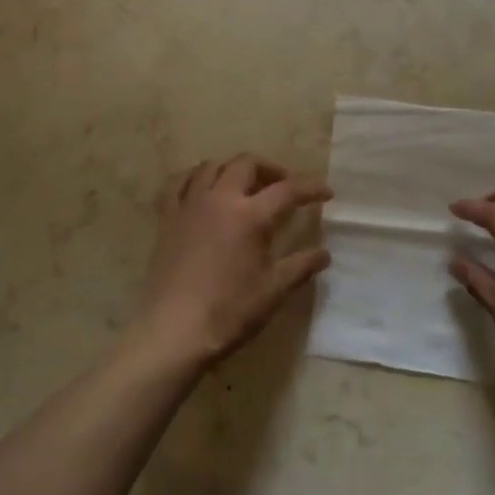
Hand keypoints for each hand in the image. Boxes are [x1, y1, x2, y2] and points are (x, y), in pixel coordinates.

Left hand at [130, 154, 331, 369]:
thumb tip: (324, 253)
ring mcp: (190, 205)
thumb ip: (300, 266)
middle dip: (270, 168)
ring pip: (212, 166)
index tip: (326, 192)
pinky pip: (179, 183)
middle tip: (283, 186)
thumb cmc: (229, 311)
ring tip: (244, 186)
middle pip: (246, 164)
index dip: (311, 188)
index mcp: (250, 216)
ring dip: (233, 169)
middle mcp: (220, 199)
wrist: (174, 330)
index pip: (288, 190)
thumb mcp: (273, 291)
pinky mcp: (167, 218)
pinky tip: (203, 190)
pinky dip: (195, 178)